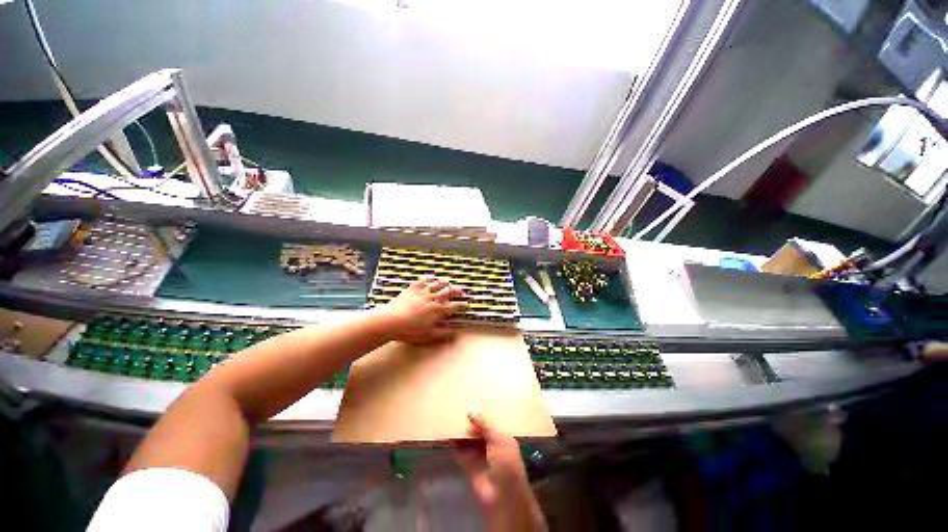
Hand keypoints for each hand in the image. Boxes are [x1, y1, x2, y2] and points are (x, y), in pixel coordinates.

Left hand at [377, 276, 465, 343]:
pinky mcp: (412, 289)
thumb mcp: (429, 336)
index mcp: (437, 310)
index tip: (466, 303)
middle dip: (456, 291)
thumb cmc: (409, 331)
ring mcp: (422, 292)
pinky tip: (430, 278)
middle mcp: (432, 299)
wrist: (390, 321)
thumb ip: (444, 333)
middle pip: (447, 292)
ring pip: (436, 285)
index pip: (453, 306)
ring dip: (444, 283)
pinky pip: (422, 281)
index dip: (461, 305)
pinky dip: (428, 279)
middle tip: (462, 291)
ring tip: (448, 282)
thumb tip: (457, 332)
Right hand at [454, 413, 546, 531]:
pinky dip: (455, 447)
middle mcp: (492, 447)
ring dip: (462, 434)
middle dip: (471, 424)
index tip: (470, 405)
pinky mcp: (470, 469)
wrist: (503, 497)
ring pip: (470, 442)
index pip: (492, 424)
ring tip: (450, 420)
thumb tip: (471, 412)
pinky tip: (448, 437)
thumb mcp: (499, 439)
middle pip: (480, 432)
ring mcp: (481, 458)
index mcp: (503, 438)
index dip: (482, 416)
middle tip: (458, 410)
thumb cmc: (506, 463)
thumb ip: (485, 425)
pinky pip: (461, 454)